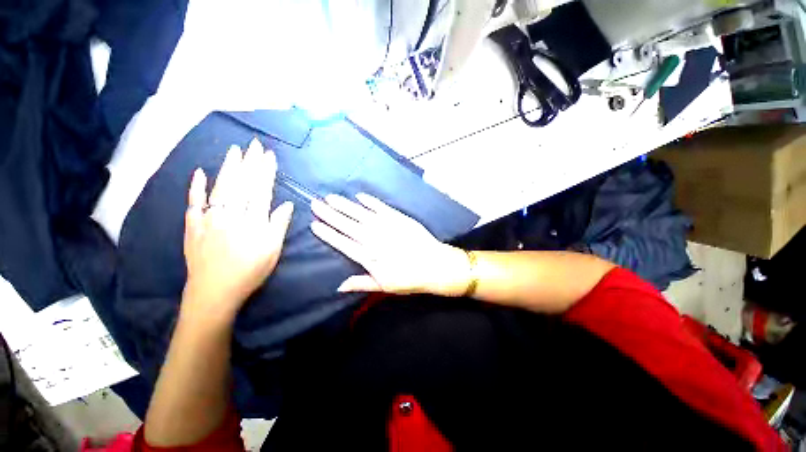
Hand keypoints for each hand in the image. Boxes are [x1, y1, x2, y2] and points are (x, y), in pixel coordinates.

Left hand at [183, 139, 293, 320]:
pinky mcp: (193, 226)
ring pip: (220, 188)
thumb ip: (278, 226)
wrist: (214, 293)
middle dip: (249, 163)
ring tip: (234, 151)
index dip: (265, 173)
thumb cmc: (250, 272)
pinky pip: (194, 204)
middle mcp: (231, 215)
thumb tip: (285, 204)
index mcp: (252, 222)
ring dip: (227, 168)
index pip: (260, 191)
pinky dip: (196, 188)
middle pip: (241, 185)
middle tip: (253, 144)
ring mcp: (209, 219)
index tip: (269, 156)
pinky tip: (199, 173)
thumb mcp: (272, 251)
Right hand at [311, 194, 470, 295]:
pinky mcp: (399, 218)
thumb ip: (361, 283)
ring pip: (361, 214)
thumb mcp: (385, 286)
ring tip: (331, 197)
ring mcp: (387, 227)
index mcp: (369, 257)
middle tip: (315, 204)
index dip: (328, 234)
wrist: (434, 265)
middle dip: (330, 215)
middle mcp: (374, 239)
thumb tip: (338, 286)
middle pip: (348, 226)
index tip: (314, 224)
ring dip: (345, 206)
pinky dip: (370, 202)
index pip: (343, 243)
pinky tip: (359, 196)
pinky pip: (381, 208)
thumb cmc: (409, 278)